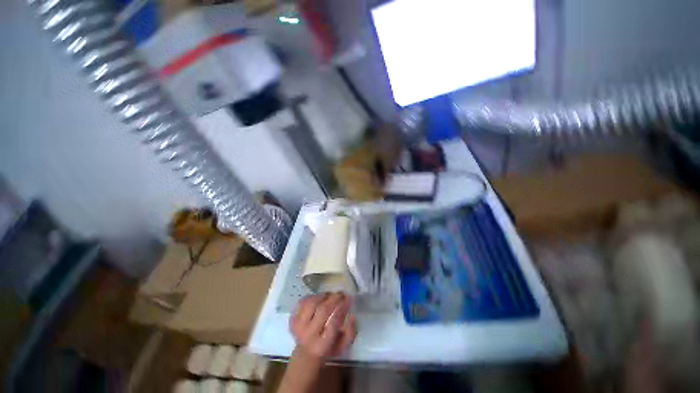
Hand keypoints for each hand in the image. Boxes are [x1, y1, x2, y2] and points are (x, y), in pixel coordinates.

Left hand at [289, 293, 356, 360]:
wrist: (305, 355)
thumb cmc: (328, 349)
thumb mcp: (342, 346)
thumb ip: (350, 332)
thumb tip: (352, 316)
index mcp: (323, 345)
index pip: (334, 322)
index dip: (342, 308)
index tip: (348, 298)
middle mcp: (309, 335)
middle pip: (323, 310)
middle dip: (334, 299)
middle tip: (341, 293)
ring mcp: (299, 327)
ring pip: (311, 304)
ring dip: (322, 296)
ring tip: (329, 294)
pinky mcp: (292, 320)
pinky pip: (301, 303)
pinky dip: (311, 297)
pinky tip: (318, 297)